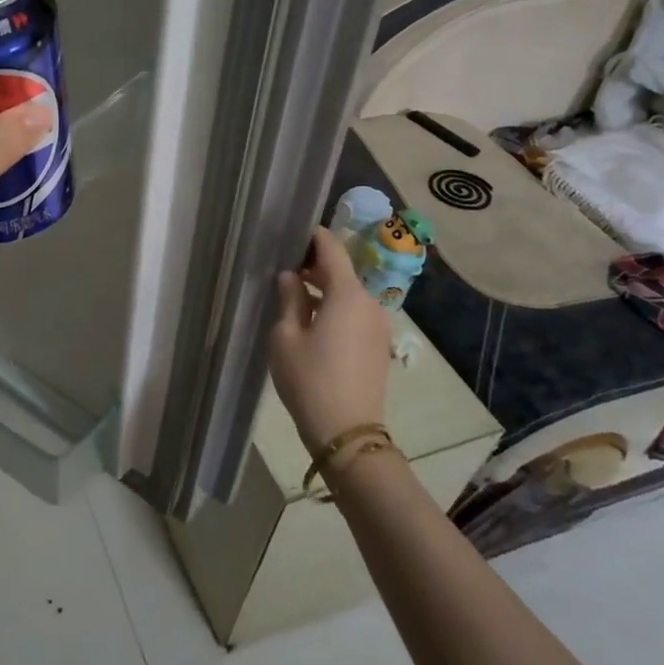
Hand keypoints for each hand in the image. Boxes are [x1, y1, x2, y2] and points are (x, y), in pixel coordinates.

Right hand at [267, 228, 391, 451]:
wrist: (347, 431)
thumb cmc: (309, 379)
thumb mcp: (285, 336)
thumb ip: (289, 299)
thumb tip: (290, 277)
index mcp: (348, 294)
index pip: (332, 249)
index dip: (313, 236)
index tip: (292, 232)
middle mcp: (370, 302)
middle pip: (344, 270)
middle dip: (316, 263)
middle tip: (287, 264)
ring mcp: (378, 324)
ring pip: (351, 292)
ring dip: (326, 287)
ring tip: (296, 292)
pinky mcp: (378, 344)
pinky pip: (356, 312)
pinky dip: (336, 306)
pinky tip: (313, 319)